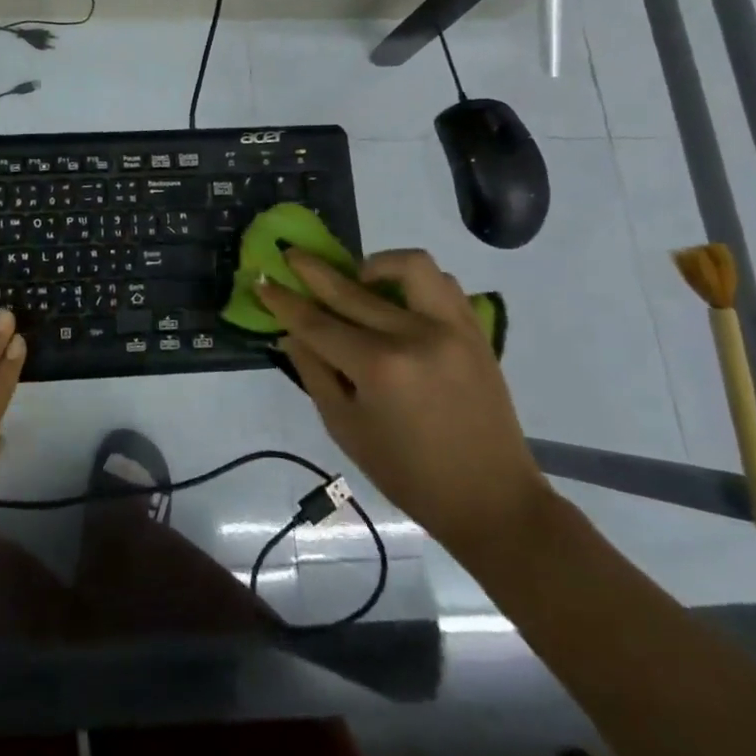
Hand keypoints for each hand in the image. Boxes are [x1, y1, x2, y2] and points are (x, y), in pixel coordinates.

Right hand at [256, 248, 551, 563]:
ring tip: (359, 277)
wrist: (492, 500)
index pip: (317, 323)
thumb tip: (290, 332)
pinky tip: (399, 298)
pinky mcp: (475, 330)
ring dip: (375, 264)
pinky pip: (443, 283)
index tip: (262, 281)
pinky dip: (415, 281)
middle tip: (291, 255)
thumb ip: (315, 374)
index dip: (284, 302)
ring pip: (410, 266)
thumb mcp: (346, 430)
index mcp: (379, 368)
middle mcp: (414, 336)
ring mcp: (450, 328)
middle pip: (351, 288)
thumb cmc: (409, 474)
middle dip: (312, 270)